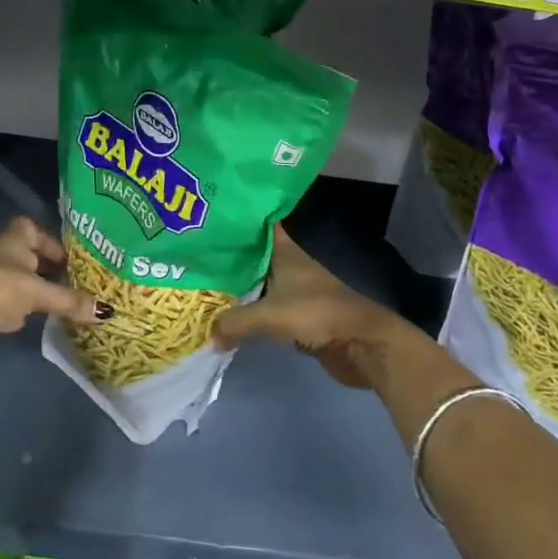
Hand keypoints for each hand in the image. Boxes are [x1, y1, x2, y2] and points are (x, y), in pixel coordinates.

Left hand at [0, 217, 101, 362]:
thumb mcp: (38, 292)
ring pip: (19, 283)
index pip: (30, 228)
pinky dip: (23, 314)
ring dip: (37, 292)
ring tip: (66, 304)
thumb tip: (108, 312)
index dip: (49, 240)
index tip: (69, 257)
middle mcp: (1, 257)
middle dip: (48, 269)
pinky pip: (9, 307)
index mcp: (12, 240)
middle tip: (76, 283)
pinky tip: (39, 323)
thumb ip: (70, 301)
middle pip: (27, 257)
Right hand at [212, 226, 415, 388]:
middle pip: (254, 254)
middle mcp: (290, 265)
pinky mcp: (298, 316)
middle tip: (195, 254)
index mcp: (285, 251)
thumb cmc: (317, 313)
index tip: (210, 215)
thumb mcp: (269, 314)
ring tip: (204, 284)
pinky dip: (250, 311)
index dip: (239, 218)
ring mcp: (295, 291)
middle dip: (229, 255)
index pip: (260, 224)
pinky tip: (229, 314)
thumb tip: (210, 335)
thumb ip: (235, 322)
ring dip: (238, 285)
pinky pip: (266, 308)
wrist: (361, 343)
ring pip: (259, 282)